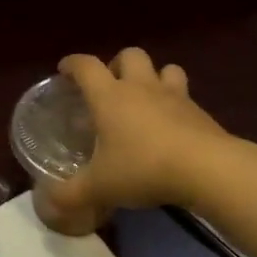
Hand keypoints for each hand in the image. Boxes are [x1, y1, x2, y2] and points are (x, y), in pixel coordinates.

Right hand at [49, 48, 232, 220]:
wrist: (207, 169)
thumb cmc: (143, 168)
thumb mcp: (99, 187)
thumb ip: (70, 194)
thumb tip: (49, 201)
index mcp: (110, 97)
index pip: (86, 66)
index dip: (72, 64)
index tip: (64, 70)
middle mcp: (141, 88)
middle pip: (129, 55)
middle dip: (117, 64)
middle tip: (109, 86)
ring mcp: (174, 96)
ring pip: (164, 68)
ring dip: (153, 76)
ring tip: (145, 98)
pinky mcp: (199, 111)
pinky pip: (185, 95)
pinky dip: (175, 104)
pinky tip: (170, 126)